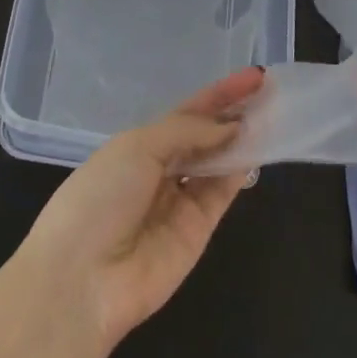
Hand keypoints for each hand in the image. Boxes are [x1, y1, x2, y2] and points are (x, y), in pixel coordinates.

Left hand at [19, 67, 263, 351]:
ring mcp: (180, 201)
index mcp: (136, 146)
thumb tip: (231, 126)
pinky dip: (240, 170)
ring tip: (274, 114)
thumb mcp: (137, 148)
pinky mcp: (198, 230)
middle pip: (205, 136)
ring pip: (218, 162)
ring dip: (242, 139)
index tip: (253, 77)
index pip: (186, 113)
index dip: (218, 94)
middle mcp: (160, 170)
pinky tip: (258, 148)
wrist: (82, 280)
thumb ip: (188, 131)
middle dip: (233, 113)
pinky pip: (222, 192)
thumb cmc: (100, 198)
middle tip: (270, 93)